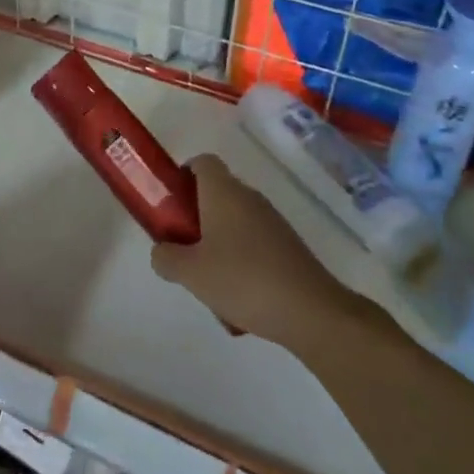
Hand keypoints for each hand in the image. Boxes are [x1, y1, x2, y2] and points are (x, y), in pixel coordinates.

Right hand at [151, 155, 352, 348]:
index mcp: (224, 192)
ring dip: (218, 244)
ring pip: (234, 222)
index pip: (202, 162)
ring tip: (210, 282)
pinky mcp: (288, 246)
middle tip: (184, 249)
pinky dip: (242, 263)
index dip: (184, 176)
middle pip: (216, 194)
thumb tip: (162, 251)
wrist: (311, 311)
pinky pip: (254, 244)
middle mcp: (249, 197)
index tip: (172, 205)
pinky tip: (239, 299)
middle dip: (196, 218)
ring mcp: (273, 221)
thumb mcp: (190, 273)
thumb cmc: (242, 280)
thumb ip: (166, 258)